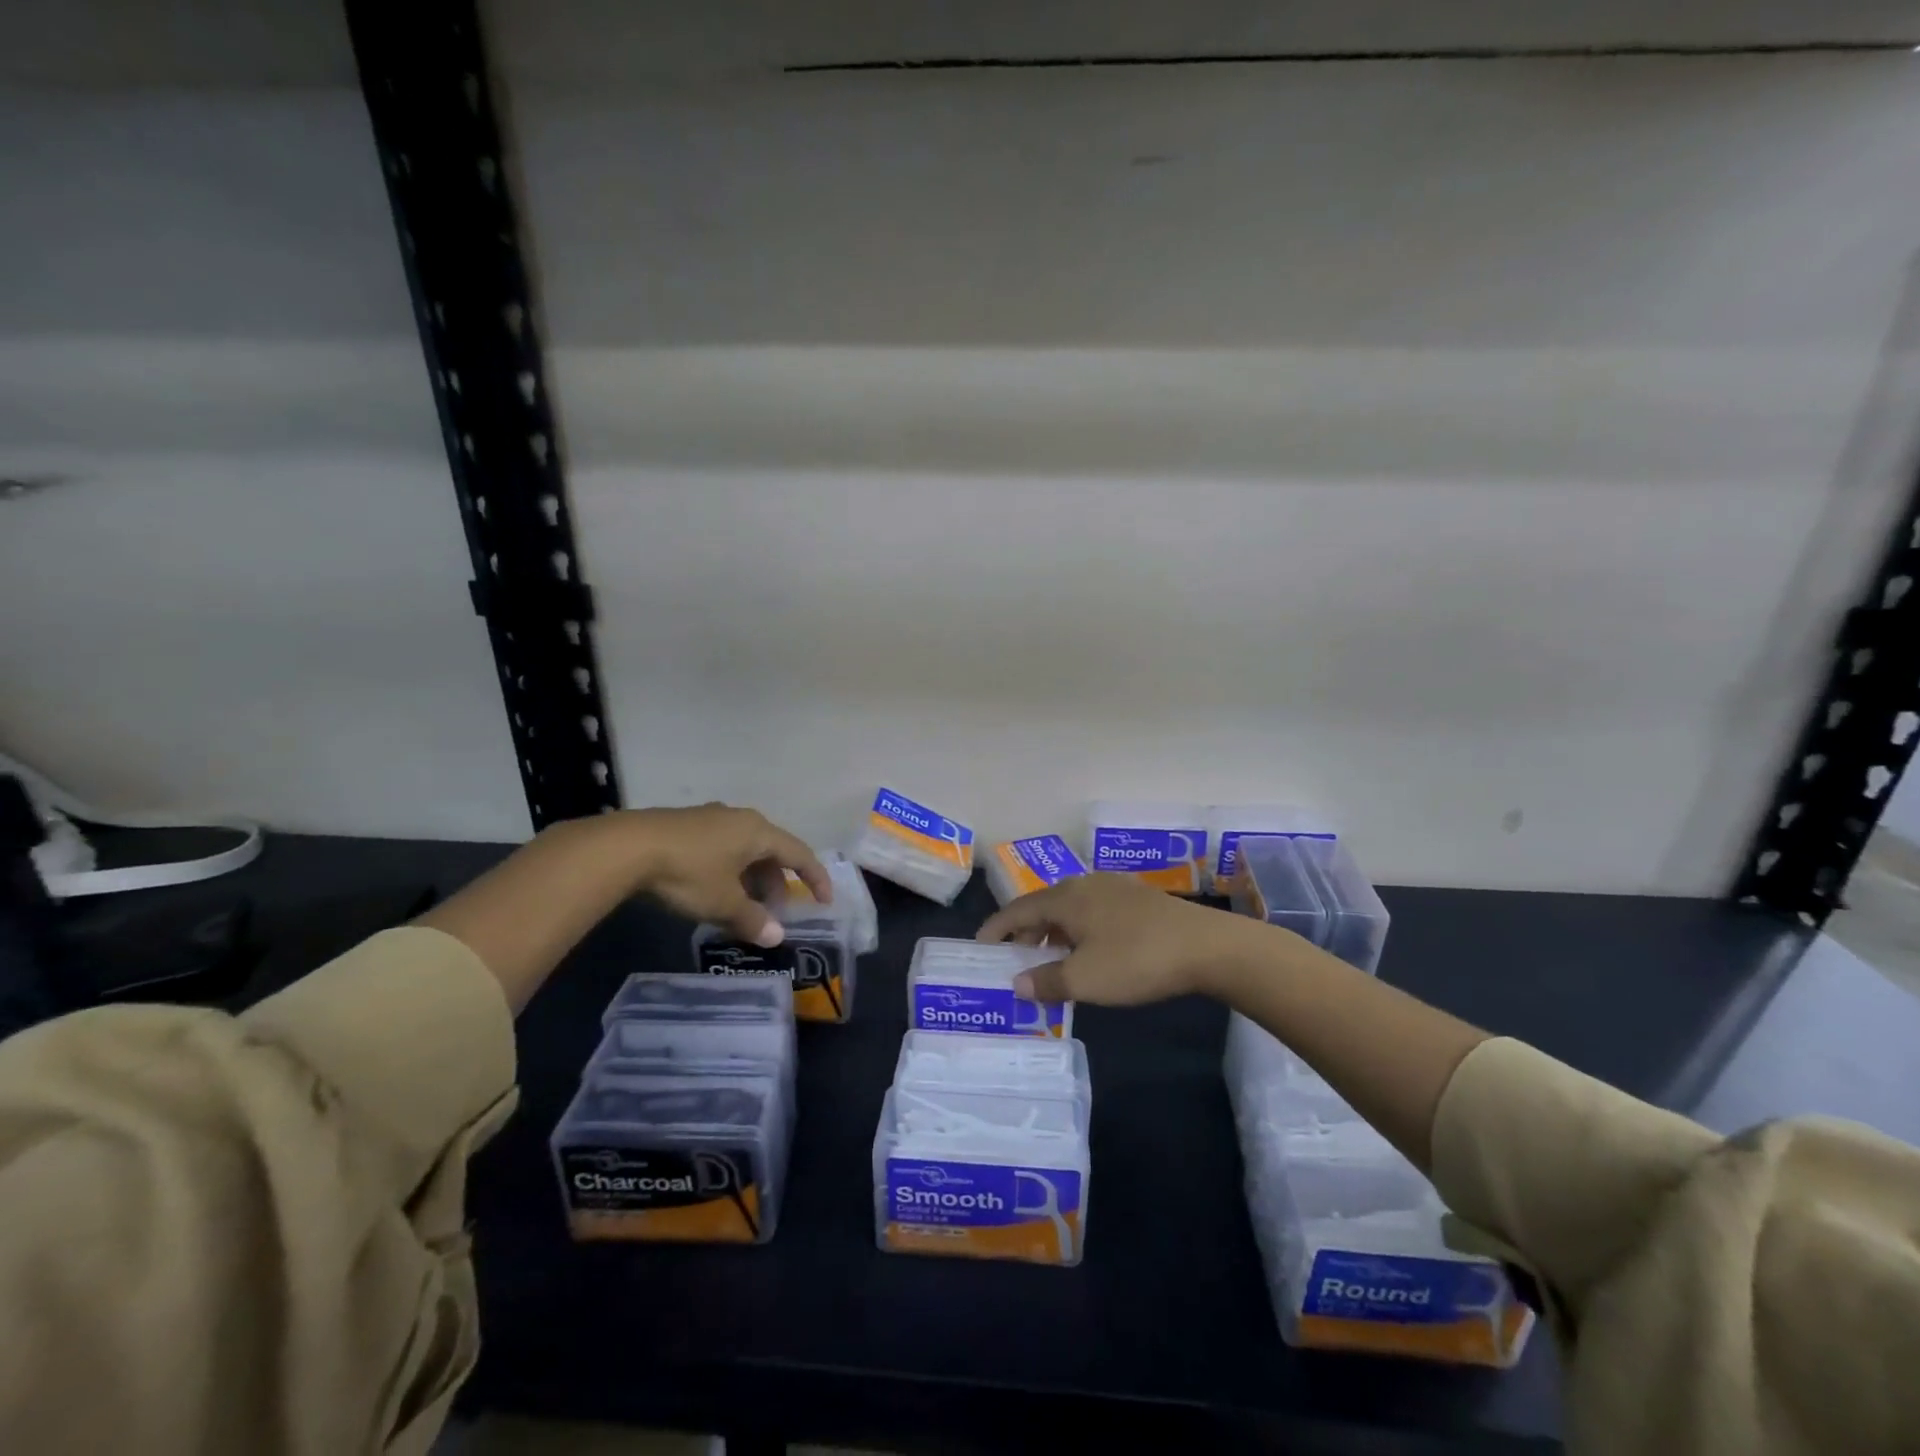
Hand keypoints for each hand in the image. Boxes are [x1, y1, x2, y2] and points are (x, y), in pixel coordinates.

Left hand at [631, 804, 830, 946]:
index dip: (815, 878)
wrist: (627, 847)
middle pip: (771, 852)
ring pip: (745, 850)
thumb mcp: (723, 903)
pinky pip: (722, 848)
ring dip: (752, 879)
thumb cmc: (688, 872)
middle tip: (772, 913)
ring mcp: (712, 818)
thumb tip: (777, 936)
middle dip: (777, 884)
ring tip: (742, 907)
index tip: (824, 901)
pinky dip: (730, 871)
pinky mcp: (687, 825)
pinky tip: (713, 892)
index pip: (800, 854)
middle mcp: (741, 819)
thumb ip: (753, 920)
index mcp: (758, 832)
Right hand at [976, 873, 1278, 1005]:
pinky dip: (1079, 928)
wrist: (1207, 946)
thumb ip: (1047, 981)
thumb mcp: (1085, 979)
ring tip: (1051, 957)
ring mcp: (1114, 887)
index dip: (997, 927)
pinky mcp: (1138, 898)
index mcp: (1066, 898)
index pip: (1018, 908)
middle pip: (1044, 904)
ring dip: (1054, 931)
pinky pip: (1093, 910)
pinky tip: (1091, 950)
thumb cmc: (1136, 960)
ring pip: (1071, 907)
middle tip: (1016, 956)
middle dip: (1026, 930)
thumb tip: (1017, 982)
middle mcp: (1085, 884)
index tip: (981, 944)